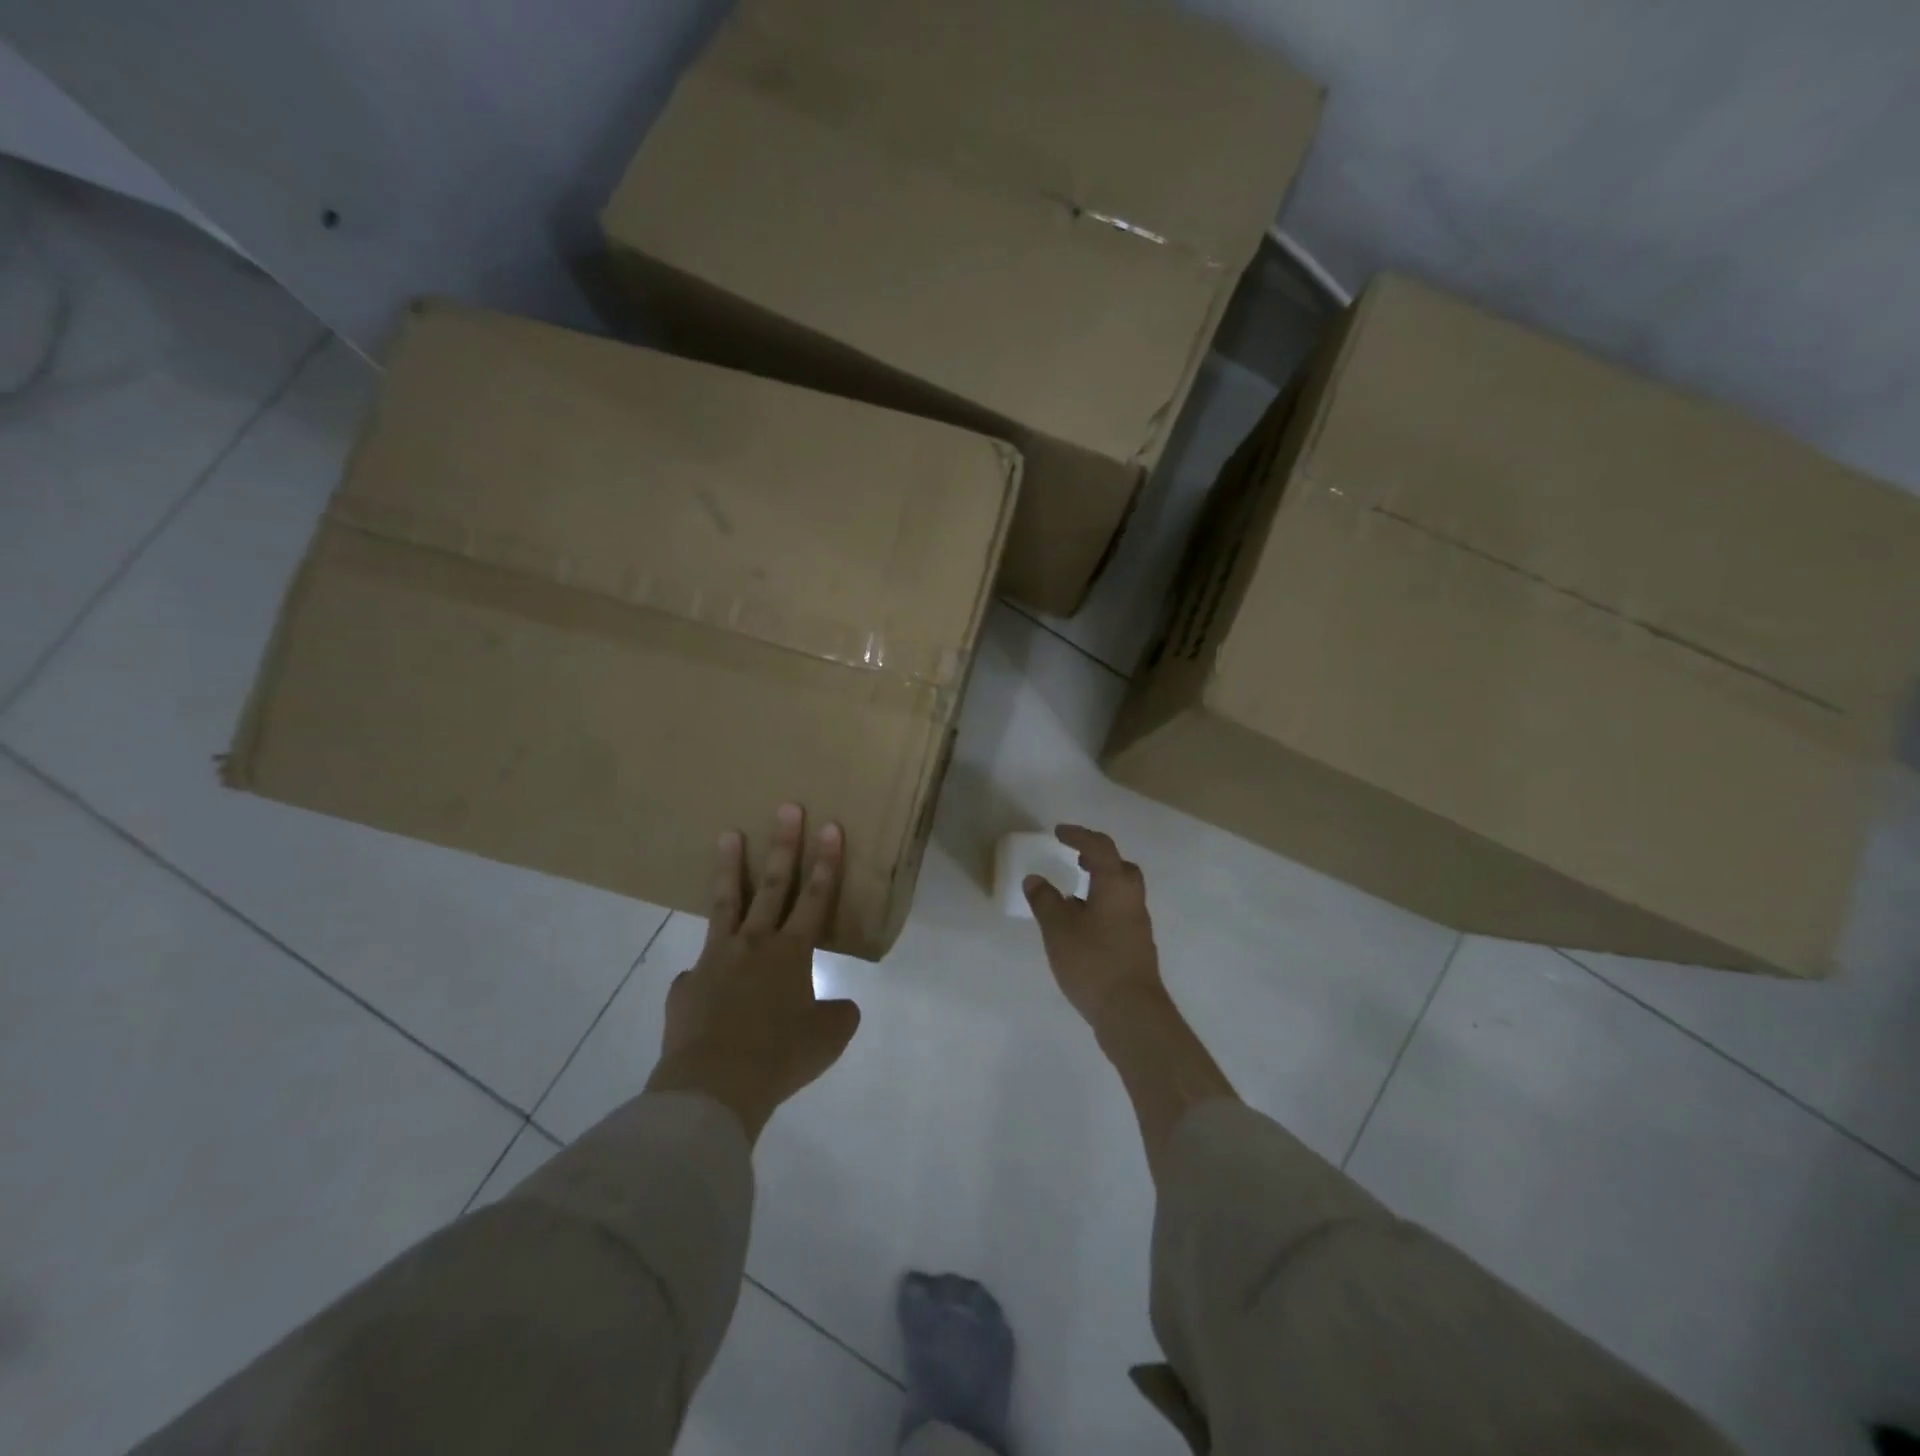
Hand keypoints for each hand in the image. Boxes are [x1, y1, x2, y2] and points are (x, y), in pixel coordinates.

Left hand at [645, 804, 861, 1141]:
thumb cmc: (780, 1057)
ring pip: (725, 904)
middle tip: (786, 807)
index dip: (826, 862)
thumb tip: (837, 1006)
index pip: (815, 898)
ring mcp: (714, 961)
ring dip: (729, 868)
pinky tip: (703, 983)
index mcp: (791, 953)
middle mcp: (753, 945)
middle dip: (784, 845)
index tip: (829, 826)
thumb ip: (837, 1015)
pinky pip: (698, 971)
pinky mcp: (685, 986)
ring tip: (726, 834)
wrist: (714, 1086)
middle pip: (772, 886)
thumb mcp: (828, 1039)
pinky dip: (706, 970)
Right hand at [1023, 825, 1166, 1031]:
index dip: (1078, 836)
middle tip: (1075, 858)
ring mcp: (1137, 923)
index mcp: (1115, 885)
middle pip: (1120, 866)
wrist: (1131, 1011)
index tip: (1059, 832)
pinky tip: (1082, 924)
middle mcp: (1131, 899)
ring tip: (1074, 891)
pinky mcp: (1136, 945)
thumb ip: (1045, 901)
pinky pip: (1119, 911)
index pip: (1099, 848)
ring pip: (1121, 890)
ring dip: (1100, 882)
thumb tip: (1035, 880)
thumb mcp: (1058, 929)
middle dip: (1097, 857)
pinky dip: (1101, 905)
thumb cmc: (1093, 962)